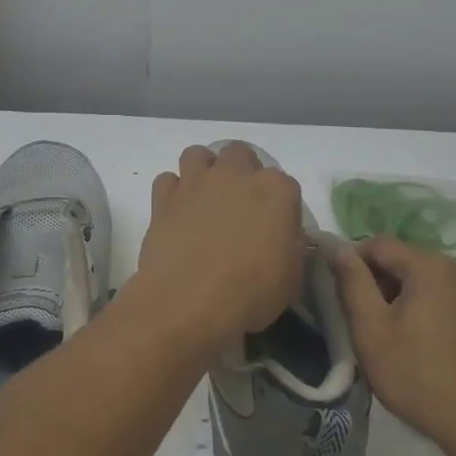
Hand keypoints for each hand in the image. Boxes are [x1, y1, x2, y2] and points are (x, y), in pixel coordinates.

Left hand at [136, 143, 305, 347]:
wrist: (189, 300)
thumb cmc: (250, 291)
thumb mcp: (291, 277)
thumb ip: (290, 247)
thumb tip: (282, 240)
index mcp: (276, 190)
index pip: (285, 185)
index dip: (280, 207)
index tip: (275, 230)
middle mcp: (236, 175)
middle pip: (240, 154)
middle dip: (241, 173)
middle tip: (239, 206)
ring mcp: (196, 183)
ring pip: (198, 154)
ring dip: (203, 171)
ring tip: (205, 200)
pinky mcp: (164, 198)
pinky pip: (167, 180)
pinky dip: (172, 192)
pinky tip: (177, 213)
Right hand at [334, 237, 455, 455]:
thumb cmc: (418, 375)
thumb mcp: (371, 329)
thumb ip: (352, 283)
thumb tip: (339, 249)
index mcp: (432, 266)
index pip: (379, 244)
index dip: (352, 262)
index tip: (339, 294)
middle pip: (404, 260)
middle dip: (377, 281)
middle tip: (360, 319)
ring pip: (425, 280)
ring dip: (400, 297)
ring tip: (387, 335)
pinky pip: (444, 298)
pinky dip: (423, 308)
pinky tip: (416, 343)